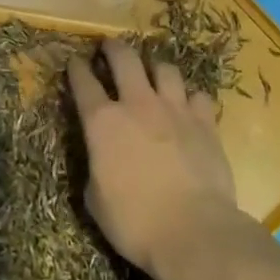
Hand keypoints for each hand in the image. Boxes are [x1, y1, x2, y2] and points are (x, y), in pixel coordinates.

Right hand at [68, 38, 237, 279]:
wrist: (194, 232)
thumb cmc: (135, 223)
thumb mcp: (96, 201)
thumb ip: (95, 168)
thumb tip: (100, 160)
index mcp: (102, 122)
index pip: (83, 82)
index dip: (76, 69)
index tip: (74, 62)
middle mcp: (137, 104)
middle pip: (124, 58)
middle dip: (113, 48)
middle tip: (110, 46)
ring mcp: (174, 109)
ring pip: (165, 69)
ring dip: (156, 68)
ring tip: (154, 74)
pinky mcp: (205, 122)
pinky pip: (198, 95)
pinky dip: (191, 98)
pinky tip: (189, 107)